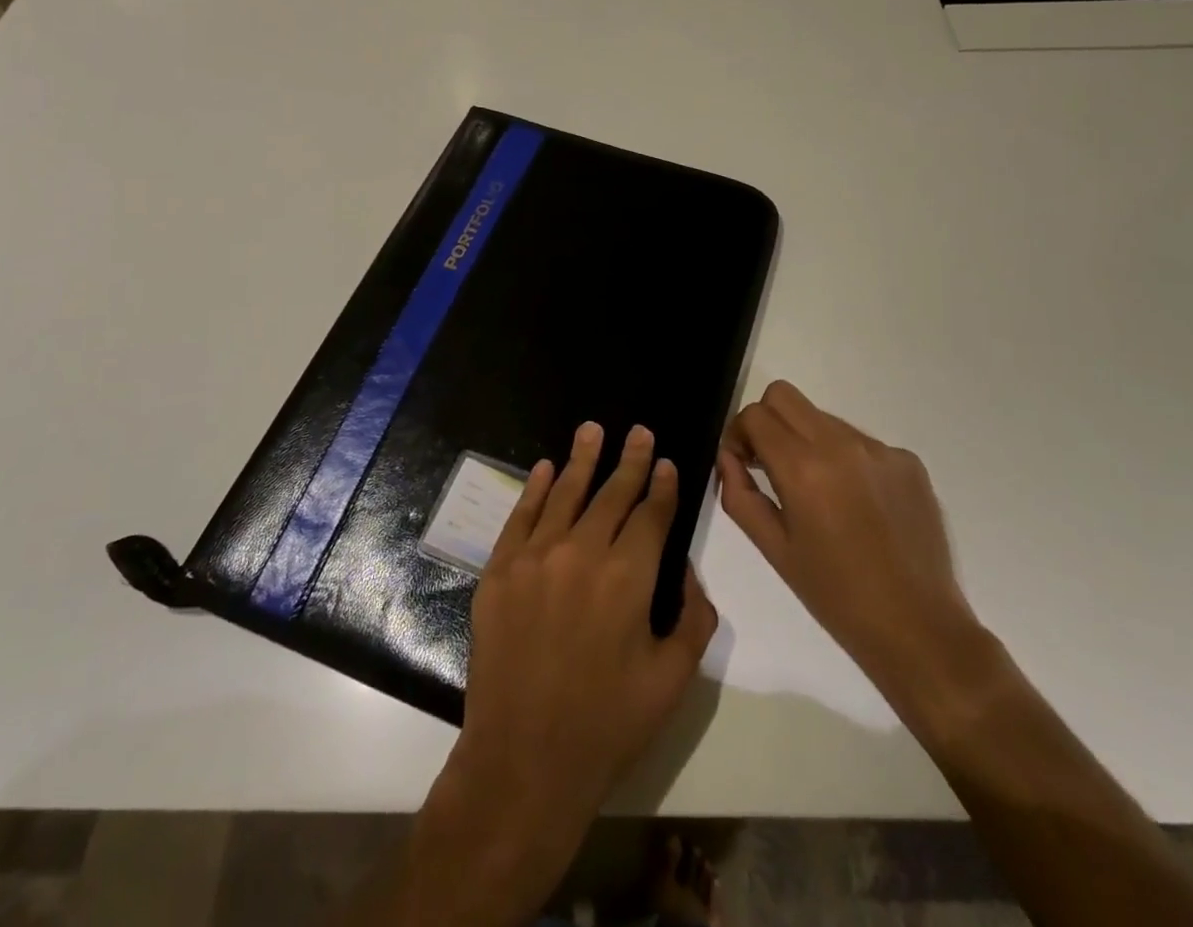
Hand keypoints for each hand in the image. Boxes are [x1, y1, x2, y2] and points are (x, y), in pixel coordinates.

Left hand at [411, 423, 717, 925]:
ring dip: (582, 459)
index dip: (661, 486)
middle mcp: (581, 553)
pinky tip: (545, 468)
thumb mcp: (672, 680)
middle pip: (611, 494)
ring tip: (593, 429)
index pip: (651, 515)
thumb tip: (688, 574)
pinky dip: (534, 488)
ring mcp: (535, 558)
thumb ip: (693, 619)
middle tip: (638, 431)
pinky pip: (520, 516)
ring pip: (564, 494)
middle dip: (629, 461)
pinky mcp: (499, 571)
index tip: (666, 463)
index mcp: (628, 577)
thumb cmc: (607, 726)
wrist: (523, 762)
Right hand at [718, 380, 975, 688]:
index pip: (755, 415)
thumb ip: (739, 495)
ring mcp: (880, 449)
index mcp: (803, 468)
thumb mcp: (774, 550)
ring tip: (819, 494)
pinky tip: (858, 506)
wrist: (919, 629)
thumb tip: (728, 458)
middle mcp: (841, 444)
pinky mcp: (908, 461)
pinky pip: (861, 442)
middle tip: (770, 465)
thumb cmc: (835, 596)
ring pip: (823, 417)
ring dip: (807, 440)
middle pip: (785, 395)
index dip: (739, 434)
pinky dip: (846, 460)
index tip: (744, 464)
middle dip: (767, 422)